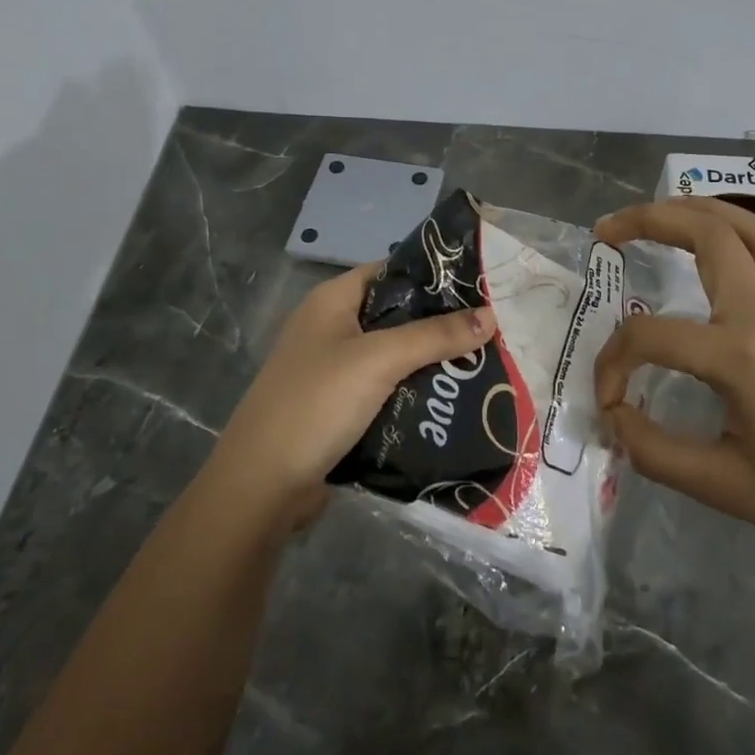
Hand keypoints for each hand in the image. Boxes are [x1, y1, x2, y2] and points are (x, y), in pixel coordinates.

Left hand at [209, 261, 495, 524]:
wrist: (262, 484)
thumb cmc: (317, 403)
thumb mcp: (379, 360)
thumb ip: (434, 336)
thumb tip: (491, 315)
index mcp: (331, 301)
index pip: (389, 271)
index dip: (431, 274)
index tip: (479, 284)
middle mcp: (330, 328)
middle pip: (394, 315)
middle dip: (438, 323)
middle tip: (490, 328)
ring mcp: (331, 370)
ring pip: (392, 356)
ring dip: (428, 361)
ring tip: (481, 362)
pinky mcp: (337, 408)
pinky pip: (384, 389)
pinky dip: (412, 392)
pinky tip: (449, 399)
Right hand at [593, 198, 754, 570]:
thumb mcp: (722, 488)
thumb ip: (654, 451)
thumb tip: (614, 417)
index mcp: (740, 355)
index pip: (652, 336)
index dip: (614, 363)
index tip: (608, 402)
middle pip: (710, 236)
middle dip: (651, 220)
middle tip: (608, 231)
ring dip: (708, 212)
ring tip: (667, 213)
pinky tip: (748, 244)